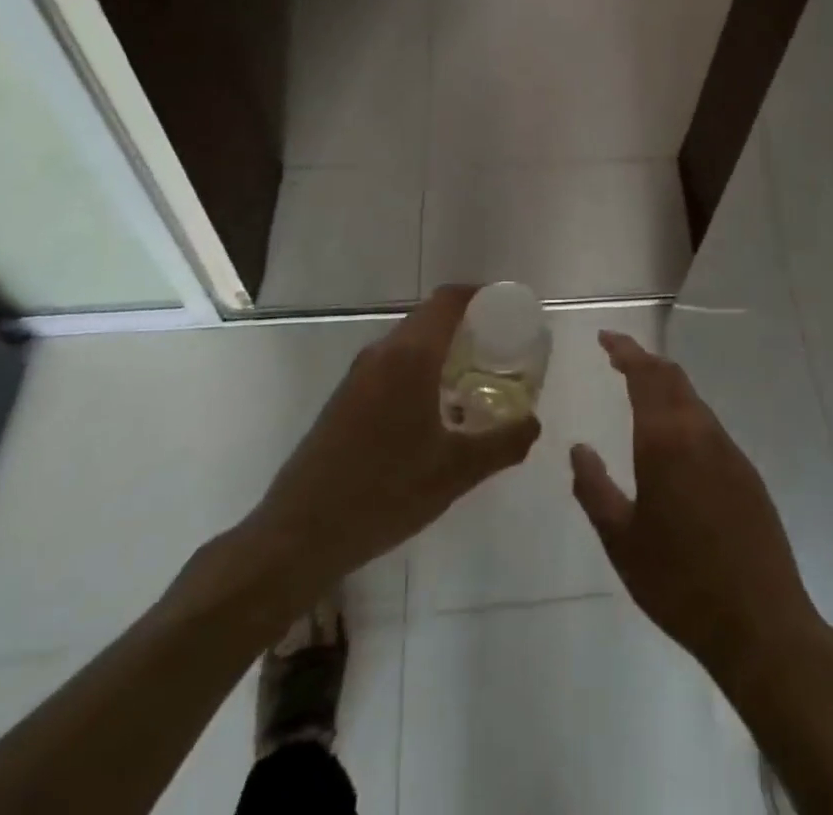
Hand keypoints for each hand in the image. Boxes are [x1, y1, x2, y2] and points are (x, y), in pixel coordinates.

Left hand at [235, 286, 540, 601]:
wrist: (298, 536)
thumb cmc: (384, 493)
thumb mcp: (456, 472)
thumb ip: (503, 443)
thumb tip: (534, 423)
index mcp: (410, 356)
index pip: (449, 300)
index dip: (481, 295)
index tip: (510, 310)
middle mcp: (382, 353)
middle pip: (430, 317)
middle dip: (468, 324)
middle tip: (502, 349)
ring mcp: (358, 375)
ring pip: (410, 342)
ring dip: (443, 349)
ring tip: (476, 379)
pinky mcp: (345, 398)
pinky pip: (392, 365)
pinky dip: (421, 369)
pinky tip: (437, 410)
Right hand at [570, 332, 827, 686]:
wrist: (759, 622)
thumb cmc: (679, 582)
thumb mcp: (621, 541)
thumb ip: (594, 489)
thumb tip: (578, 449)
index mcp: (665, 440)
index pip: (644, 375)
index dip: (625, 350)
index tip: (605, 338)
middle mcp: (699, 432)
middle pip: (672, 377)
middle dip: (644, 361)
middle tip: (619, 358)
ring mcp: (728, 450)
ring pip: (693, 399)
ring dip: (666, 385)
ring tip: (641, 392)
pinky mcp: (746, 472)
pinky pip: (708, 425)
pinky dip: (685, 412)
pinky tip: (674, 439)